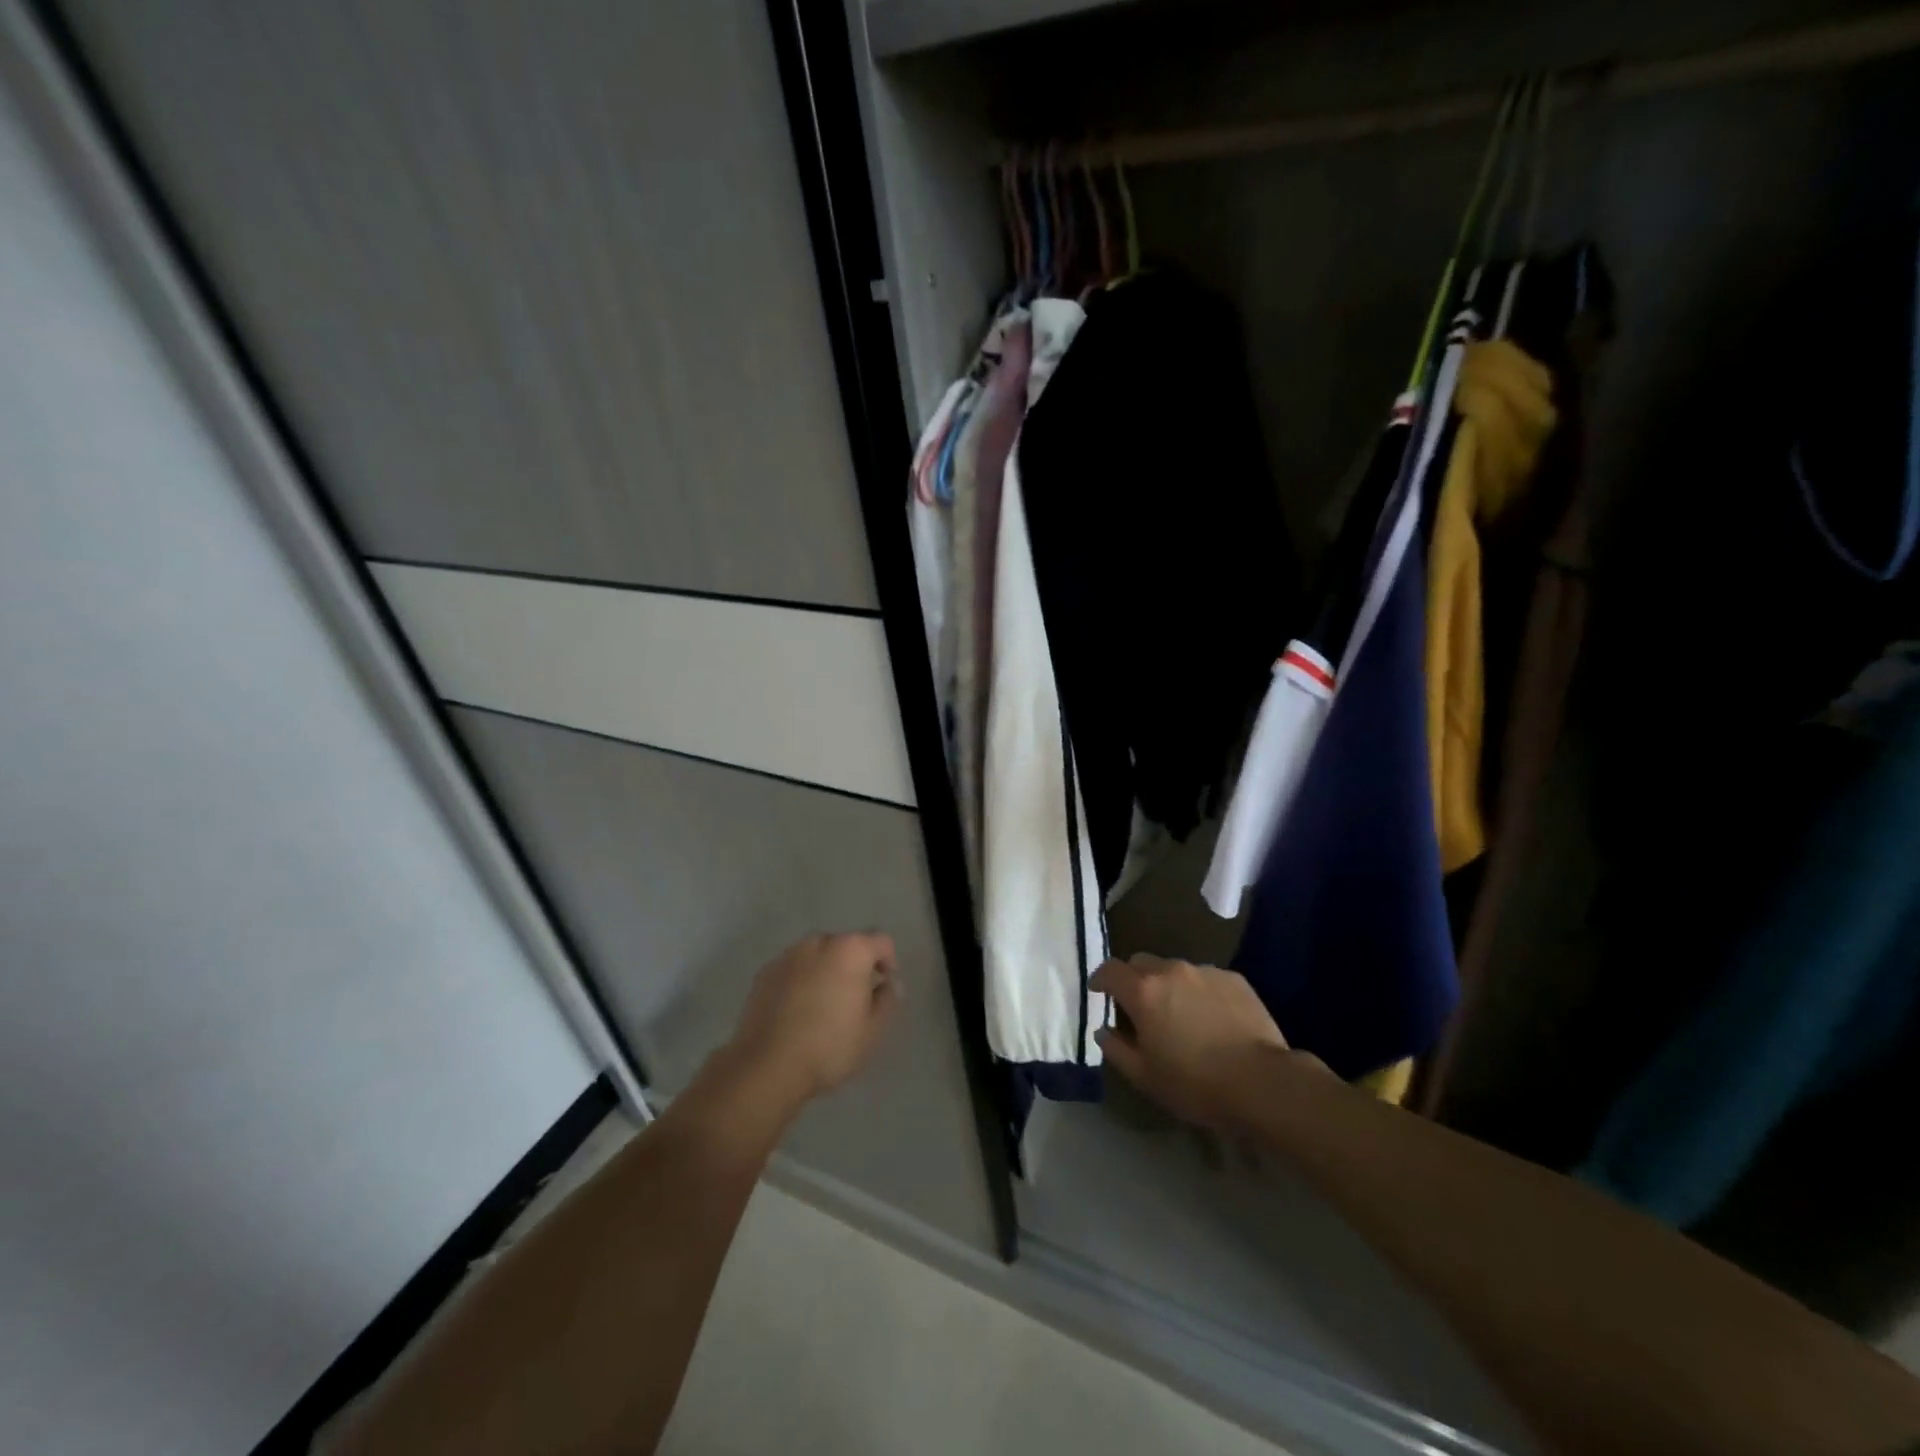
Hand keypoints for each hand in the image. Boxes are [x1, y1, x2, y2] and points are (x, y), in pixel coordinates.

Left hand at [726, 932, 899, 1104]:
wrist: (767, 1066)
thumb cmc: (829, 1047)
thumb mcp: (874, 1030)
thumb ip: (888, 999)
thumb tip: (887, 984)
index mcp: (850, 950)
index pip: (881, 942)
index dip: (888, 962)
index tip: (884, 988)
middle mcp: (819, 942)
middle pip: (846, 946)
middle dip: (854, 966)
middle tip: (854, 1000)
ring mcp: (787, 956)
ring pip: (817, 956)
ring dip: (825, 972)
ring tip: (823, 1007)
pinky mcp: (764, 973)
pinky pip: (793, 970)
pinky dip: (800, 982)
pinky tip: (797, 1012)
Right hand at [1093, 954, 1314, 1127]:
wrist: (1261, 1082)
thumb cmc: (1194, 1083)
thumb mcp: (1144, 1076)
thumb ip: (1116, 1048)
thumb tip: (1104, 1030)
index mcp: (1143, 991)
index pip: (1110, 970)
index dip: (1100, 979)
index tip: (1099, 992)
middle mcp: (1171, 970)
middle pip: (1141, 963)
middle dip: (1134, 980)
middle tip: (1139, 1007)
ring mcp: (1205, 971)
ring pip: (1175, 970)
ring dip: (1169, 986)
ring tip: (1180, 1015)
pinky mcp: (1234, 979)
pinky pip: (1205, 979)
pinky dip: (1199, 992)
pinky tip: (1211, 1019)